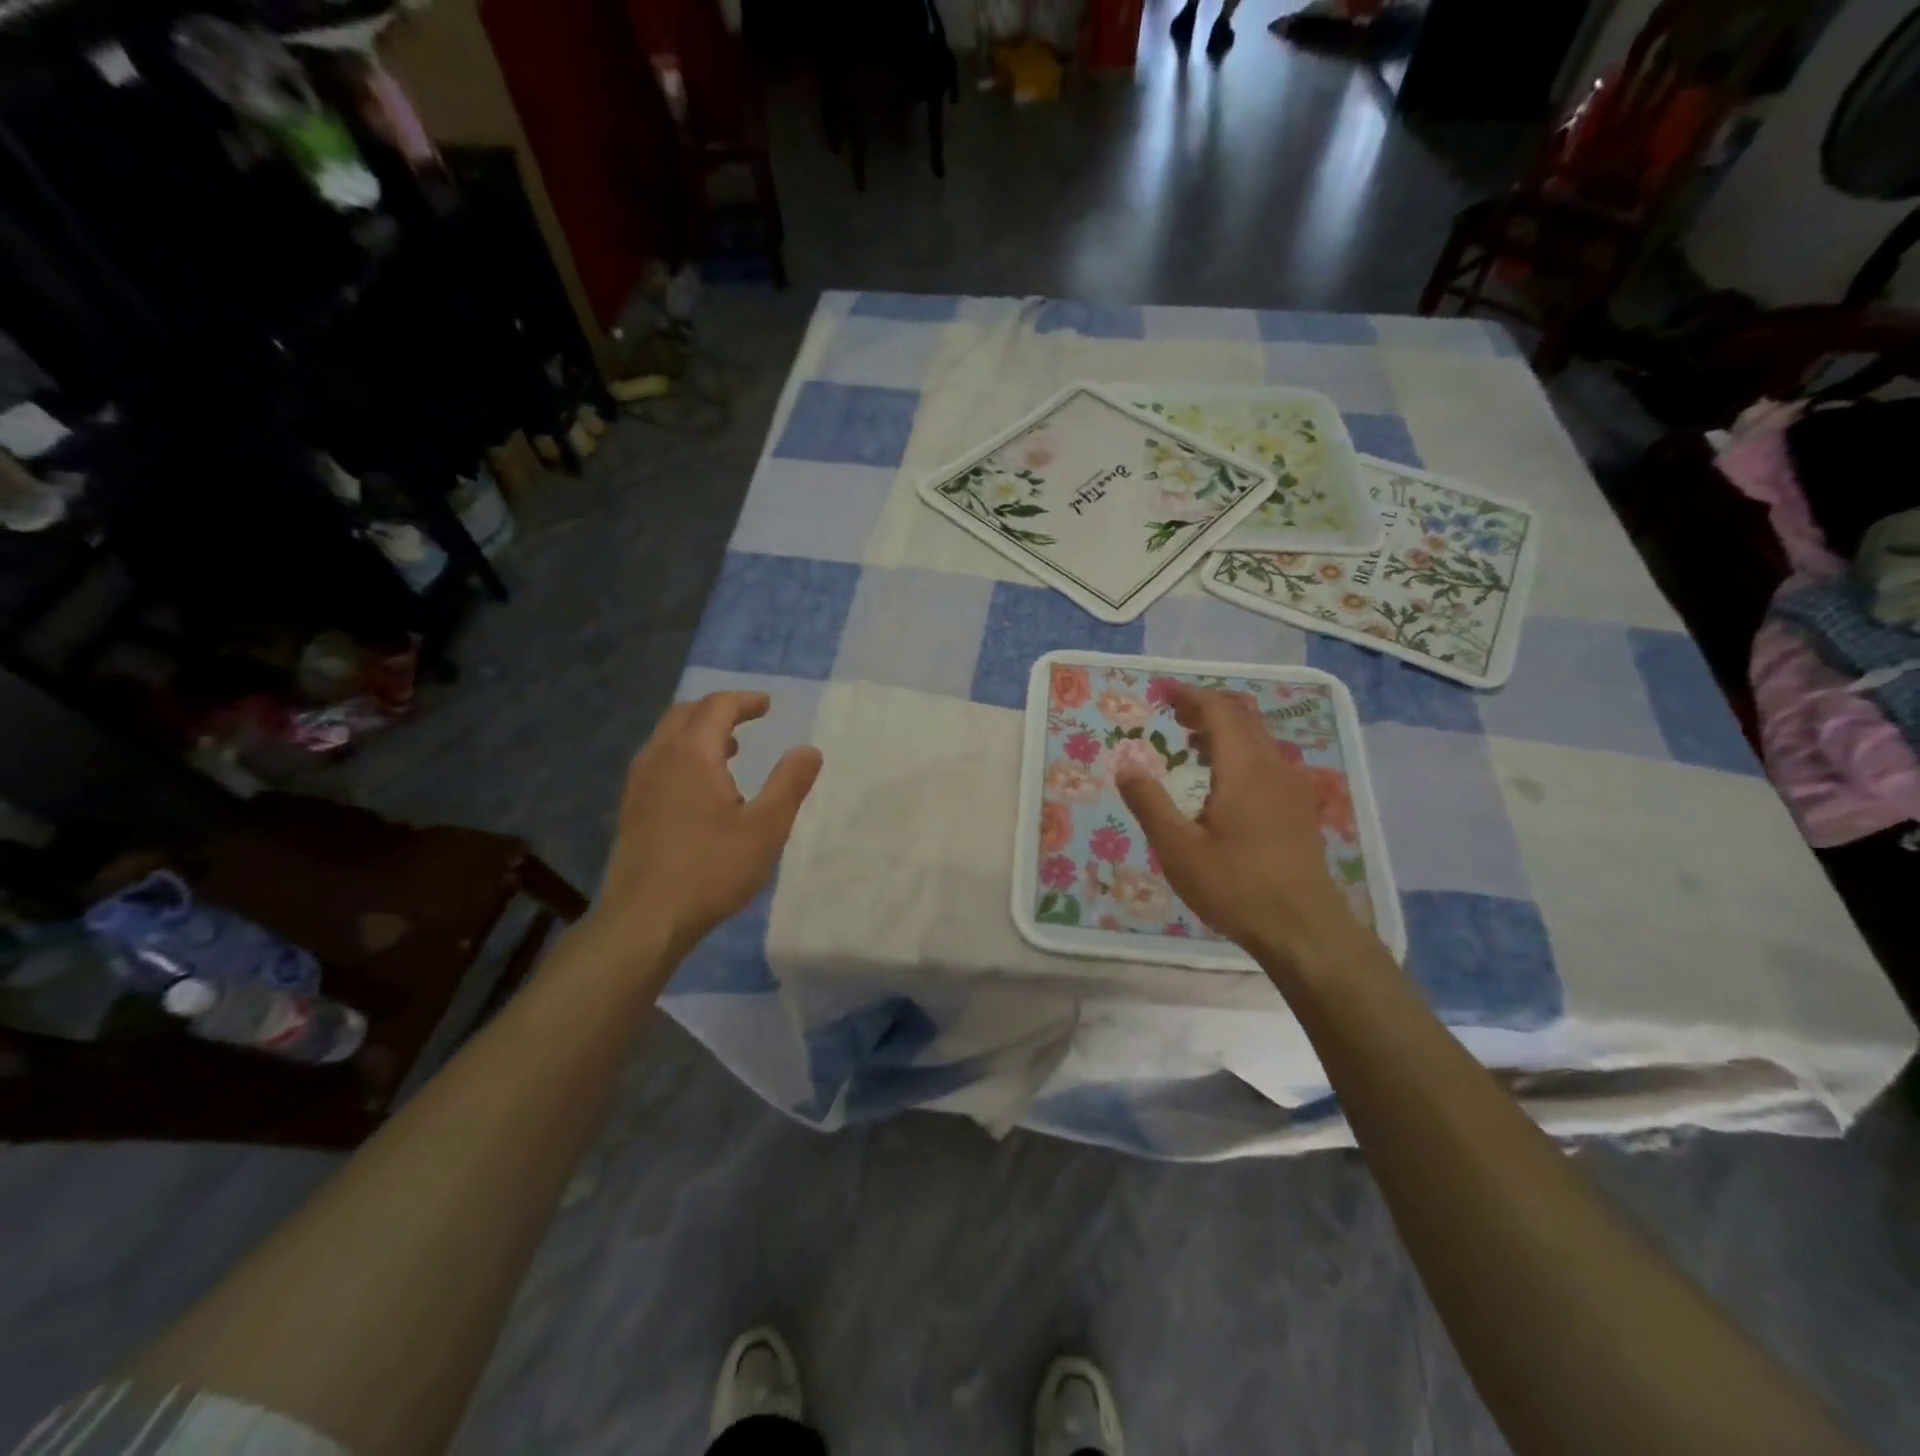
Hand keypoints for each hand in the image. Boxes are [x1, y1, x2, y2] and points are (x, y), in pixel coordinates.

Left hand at [589, 692, 821, 963]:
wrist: (644, 919)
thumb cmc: (711, 870)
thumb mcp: (766, 828)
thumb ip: (789, 784)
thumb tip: (809, 750)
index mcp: (692, 754)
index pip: (717, 707)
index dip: (745, 701)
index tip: (768, 706)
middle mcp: (659, 758)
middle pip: (685, 713)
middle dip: (719, 709)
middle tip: (748, 718)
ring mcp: (638, 783)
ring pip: (666, 737)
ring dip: (698, 732)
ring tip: (730, 749)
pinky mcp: (631, 808)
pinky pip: (658, 761)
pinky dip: (682, 754)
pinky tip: (700, 788)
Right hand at [1115, 684, 1368, 973]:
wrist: (1305, 930)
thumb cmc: (1236, 887)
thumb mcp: (1179, 850)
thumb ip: (1150, 804)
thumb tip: (1125, 766)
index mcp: (1244, 769)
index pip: (1219, 712)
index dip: (1189, 696)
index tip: (1161, 691)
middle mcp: (1273, 767)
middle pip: (1243, 717)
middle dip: (1206, 707)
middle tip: (1172, 711)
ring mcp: (1292, 787)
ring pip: (1259, 738)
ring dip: (1225, 728)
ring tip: (1191, 738)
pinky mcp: (1299, 808)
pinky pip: (1268, 759)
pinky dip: (1241, 750)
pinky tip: (1224, 778)